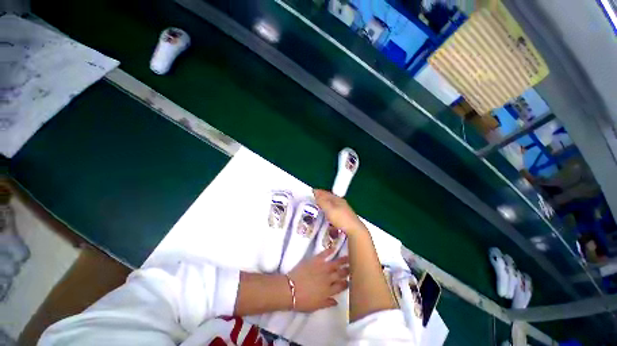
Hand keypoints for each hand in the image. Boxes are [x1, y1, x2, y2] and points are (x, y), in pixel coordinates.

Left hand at [288, 247, 348, 311]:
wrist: (290, 289)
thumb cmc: (302, 301)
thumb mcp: (316, 306)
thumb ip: (327, 303)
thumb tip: (336, 302)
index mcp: (328, 291)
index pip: (340, 287)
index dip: (346, 283)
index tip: (349, 281)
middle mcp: (328, 279)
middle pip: (340, 274)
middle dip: (347, 271)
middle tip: (351, 267)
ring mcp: (322, 268)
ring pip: (335, 264)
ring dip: (342, 261)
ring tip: (348, 257)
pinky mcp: (315, 260)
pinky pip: (324, 254)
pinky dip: (329, 251)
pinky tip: (333, 248)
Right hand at [313, 189, 367, 237]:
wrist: (354, 230)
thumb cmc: (340, 218)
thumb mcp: (329, 209)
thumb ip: (322, 201)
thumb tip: (316, 192)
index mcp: (337, 199)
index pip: (327, 193)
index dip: (319, 192)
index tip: (313, 191)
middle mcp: (341, 203)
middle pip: (330, 197)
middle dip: (323, 197)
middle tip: (315, 197)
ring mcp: (344, 210)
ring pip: (333, 204)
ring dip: (326, 203)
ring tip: (320, 205)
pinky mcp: (345, 217)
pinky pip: (335, 210)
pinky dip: (330, 209)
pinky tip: (329, 214)